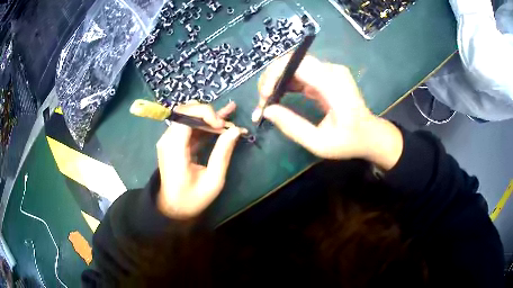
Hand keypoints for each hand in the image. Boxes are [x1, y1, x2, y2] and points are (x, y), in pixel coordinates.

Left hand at [156, 101, 243, 218]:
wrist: (173, 208)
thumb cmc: (192, 199)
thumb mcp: (213, 180)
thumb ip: (222, 153)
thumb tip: (235, 130)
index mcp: (174, 148)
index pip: (186, 115)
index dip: (206, 113)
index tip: (223, 126)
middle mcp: (168, 139)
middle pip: (186, 111)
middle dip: (209, 113)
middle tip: (227, 125)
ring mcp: (169, 140)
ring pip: (188, 116)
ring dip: (208, 116)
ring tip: (229, 116)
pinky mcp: (173, 142)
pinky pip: (189, 127)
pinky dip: (204, 124)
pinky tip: (220, 120)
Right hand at [254, 54, 402, 169]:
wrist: (370, 135)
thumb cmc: (349, 141)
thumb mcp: (320, 143)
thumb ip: (293, 127)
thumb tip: (267, 111)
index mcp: (334, 84)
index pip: (297, 64)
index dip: (275, 75)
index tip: (265, 96)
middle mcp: (332, 71)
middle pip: (293, 61)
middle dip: (272, 77)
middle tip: (263, 100)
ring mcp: (330, 71)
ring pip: (294, 65)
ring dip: (277, 80)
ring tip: (267, 101)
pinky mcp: (326, 75)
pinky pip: (301, 72)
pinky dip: (286, 83)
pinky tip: (279, 97)